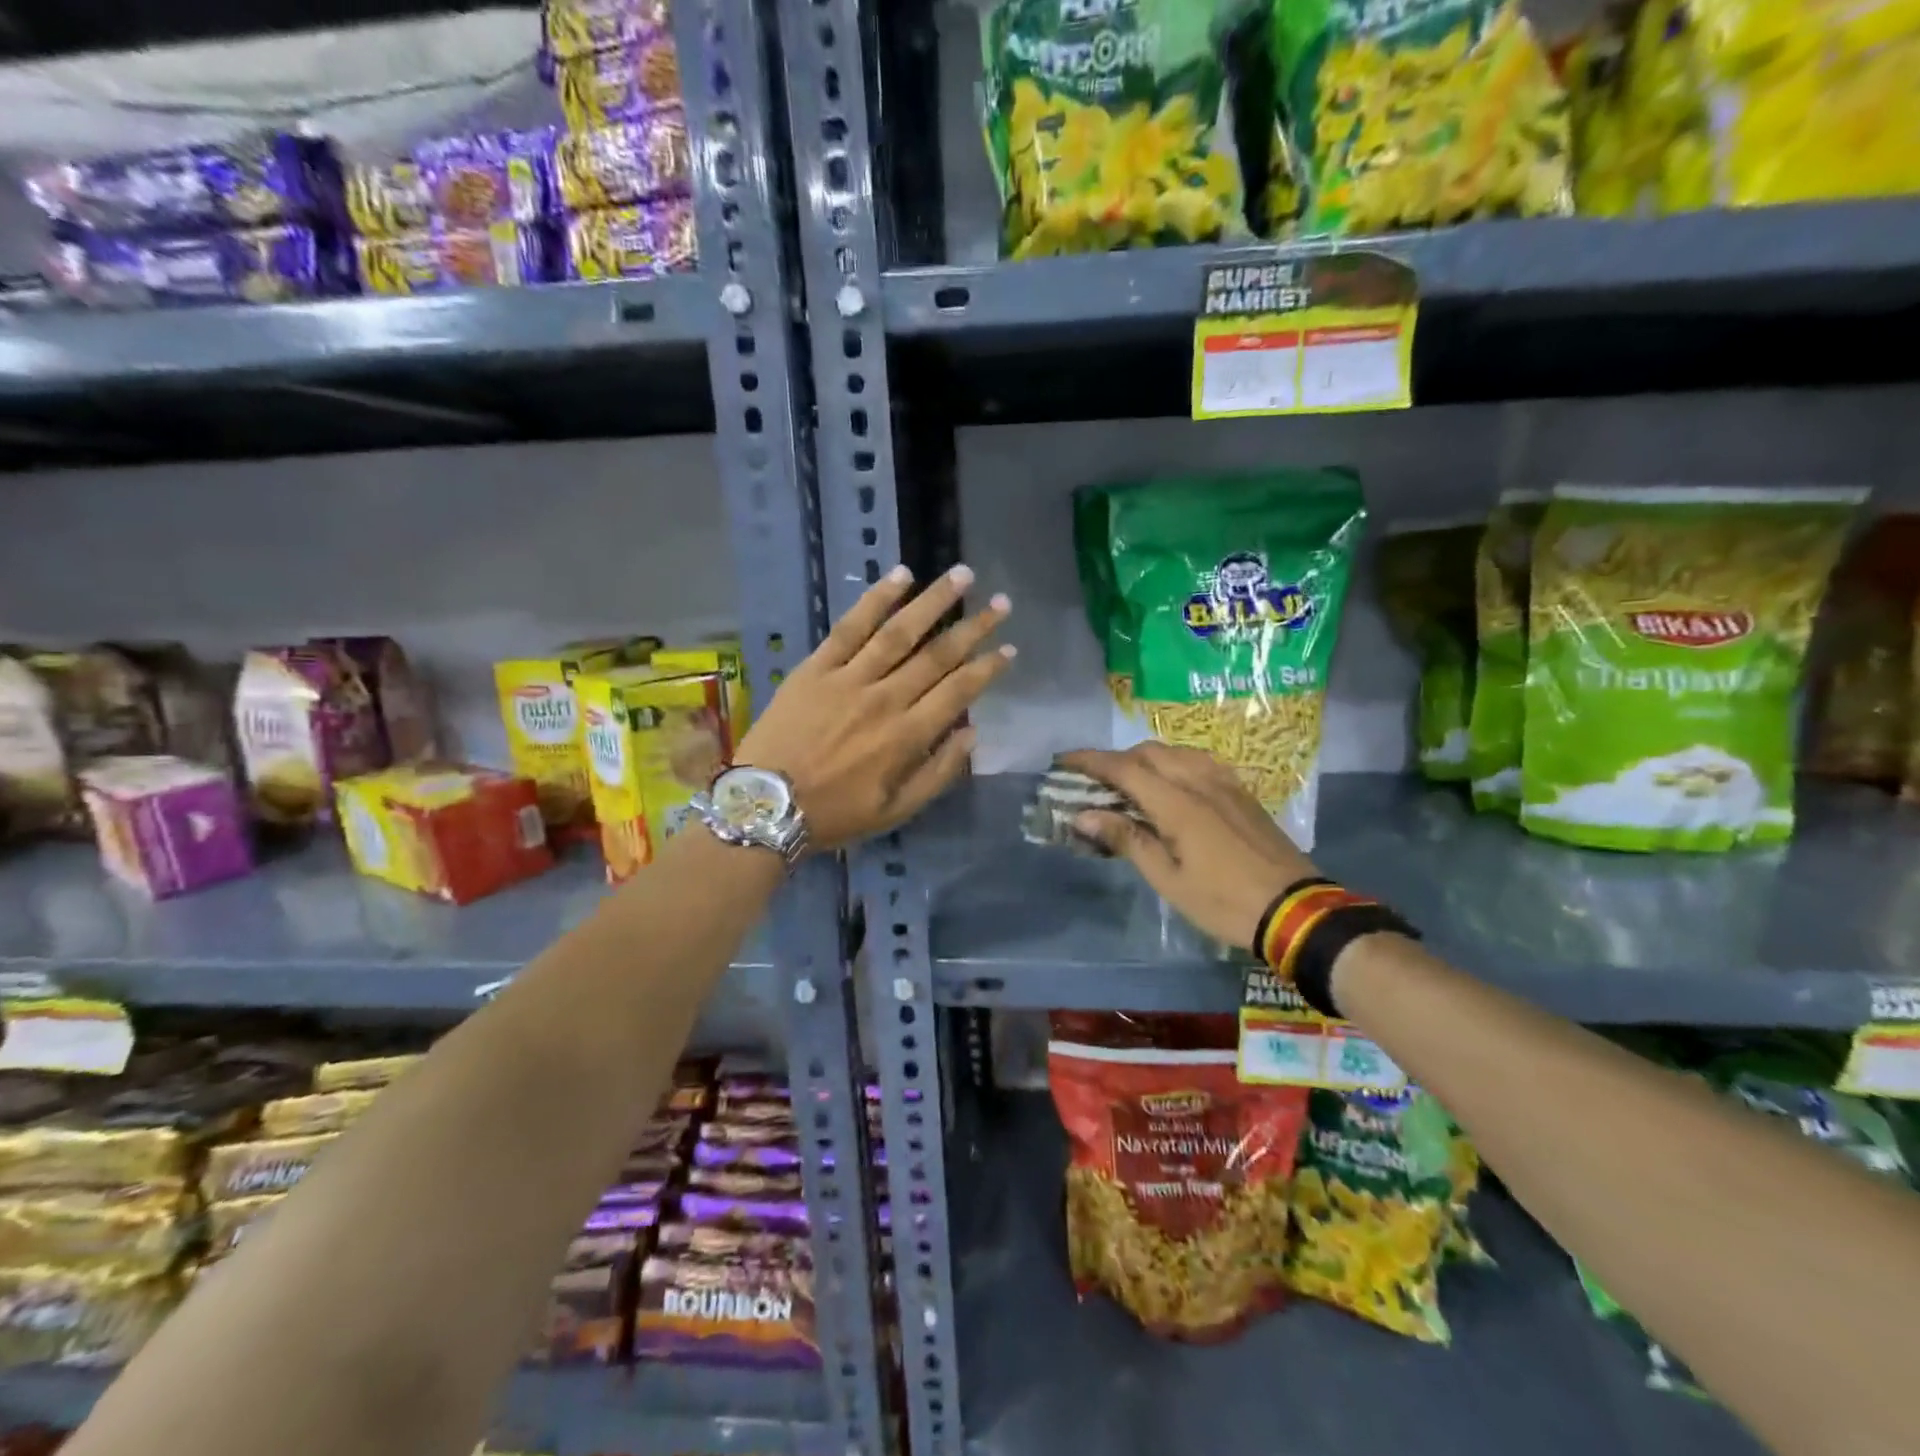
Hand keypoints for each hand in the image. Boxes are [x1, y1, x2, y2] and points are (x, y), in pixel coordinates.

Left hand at [737, 565, 1012, 850]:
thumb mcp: (895, 811)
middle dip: (974, 627)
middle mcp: (886, 698)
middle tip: (1001, 602)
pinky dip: (876, 599)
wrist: (765, 805)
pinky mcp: (817, 667)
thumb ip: (939, 773)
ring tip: (962, 575)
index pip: (959, 691)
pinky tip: (900, 576)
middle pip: (938, 654)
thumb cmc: (834, 814)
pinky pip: (850, 627)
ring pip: (900, 631)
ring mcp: (850, 678)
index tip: (1009, 648)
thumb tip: (972, 734)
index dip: (988, 667)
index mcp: (908, 736)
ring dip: (934, 601)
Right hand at [1059, 743, 1317, 949]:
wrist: (1296, 910)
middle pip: (1149, 753)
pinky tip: (1170, 782)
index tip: (1063, 760)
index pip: (1124, 768)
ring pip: (1175, 752)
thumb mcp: (1169, 879)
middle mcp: (1200, 781)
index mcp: (1178, 803)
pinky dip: (1172, 762)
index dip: (1090, 761)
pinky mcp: (1240, 792)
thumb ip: (1127, 840)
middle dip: (1115, 759)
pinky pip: (1198, 761)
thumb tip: (1083, 815)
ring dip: (1144, 758)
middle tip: (1092, 780)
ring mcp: (1224, 783)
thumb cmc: (1224, 902)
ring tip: (1128, 781)